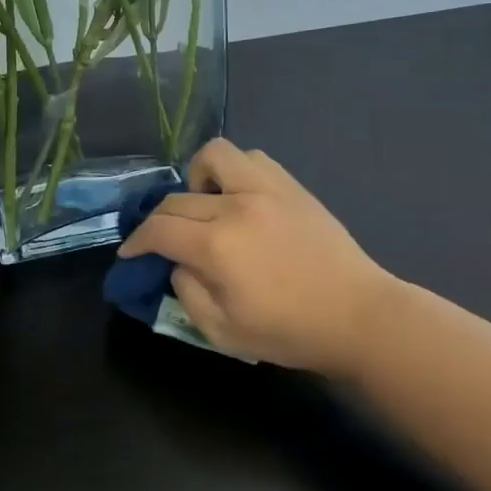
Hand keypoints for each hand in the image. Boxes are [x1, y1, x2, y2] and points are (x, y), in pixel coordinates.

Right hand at [118, 138, 402, 374]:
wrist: (360, 317)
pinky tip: (238, 198)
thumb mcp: (222, 333)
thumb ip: (186, 294)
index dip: (136, 241)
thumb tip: (178, 264)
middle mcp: (235, 207)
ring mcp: (265, 189)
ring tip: (204, 207)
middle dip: (158, 222)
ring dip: (196, 180)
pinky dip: (233, 171)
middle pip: (176, 199)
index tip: (131, 253)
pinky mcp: (289, 186)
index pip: (157, 229)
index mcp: (216, 247)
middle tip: (163, 242)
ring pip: (212, 157)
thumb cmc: (290, 332)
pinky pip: (250, 158)